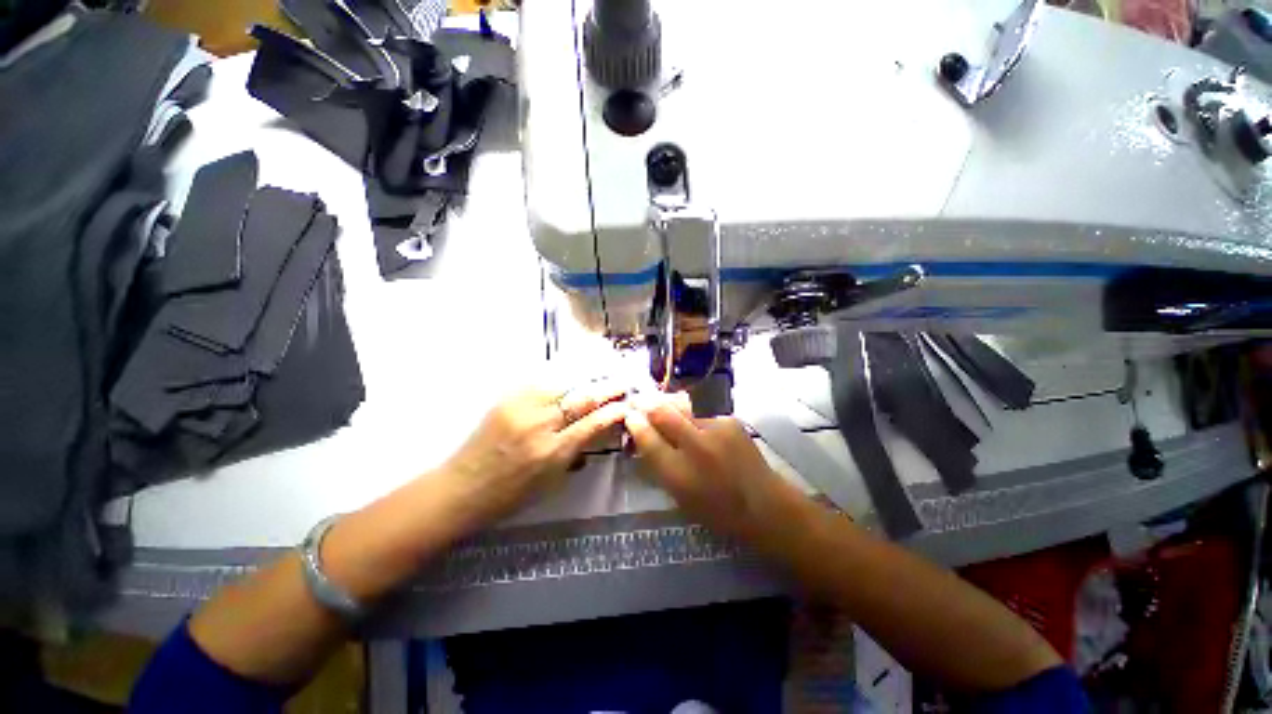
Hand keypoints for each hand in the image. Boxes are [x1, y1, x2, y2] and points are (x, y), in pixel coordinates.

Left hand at [440, 382, 627, 524]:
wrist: (461, 488)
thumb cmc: (509, 495)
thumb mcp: (551, 482)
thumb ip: (576, 453)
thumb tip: (595, 430)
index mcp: (552, 453)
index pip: (593, 423)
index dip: (614, 411)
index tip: (627, 404)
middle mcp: (539, 426)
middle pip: (581, 398)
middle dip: (606, 388)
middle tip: (621, 382)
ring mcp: (521, 408)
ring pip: (563, 384)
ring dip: (584, 382)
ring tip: (598, 378)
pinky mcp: (506, 398)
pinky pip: (540, 383)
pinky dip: (559, 382)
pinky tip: (568, 381)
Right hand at [623, 394, 795, 540]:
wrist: (763, 503)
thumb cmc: (717, 509)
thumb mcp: (679, 496)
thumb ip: (659, 465)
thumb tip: (643, 436)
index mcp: (679, 474)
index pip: (648, 440)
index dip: (635, 424)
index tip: (629, 416)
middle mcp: (696, 447)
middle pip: (662, 414)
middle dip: (646, 404)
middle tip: (638, 400)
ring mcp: (715, 429)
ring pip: (681, 405)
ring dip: (667, 403)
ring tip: (660, 403)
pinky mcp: (729, 420)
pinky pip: (701, 409)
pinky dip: (689, 410)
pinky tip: (689, 415)